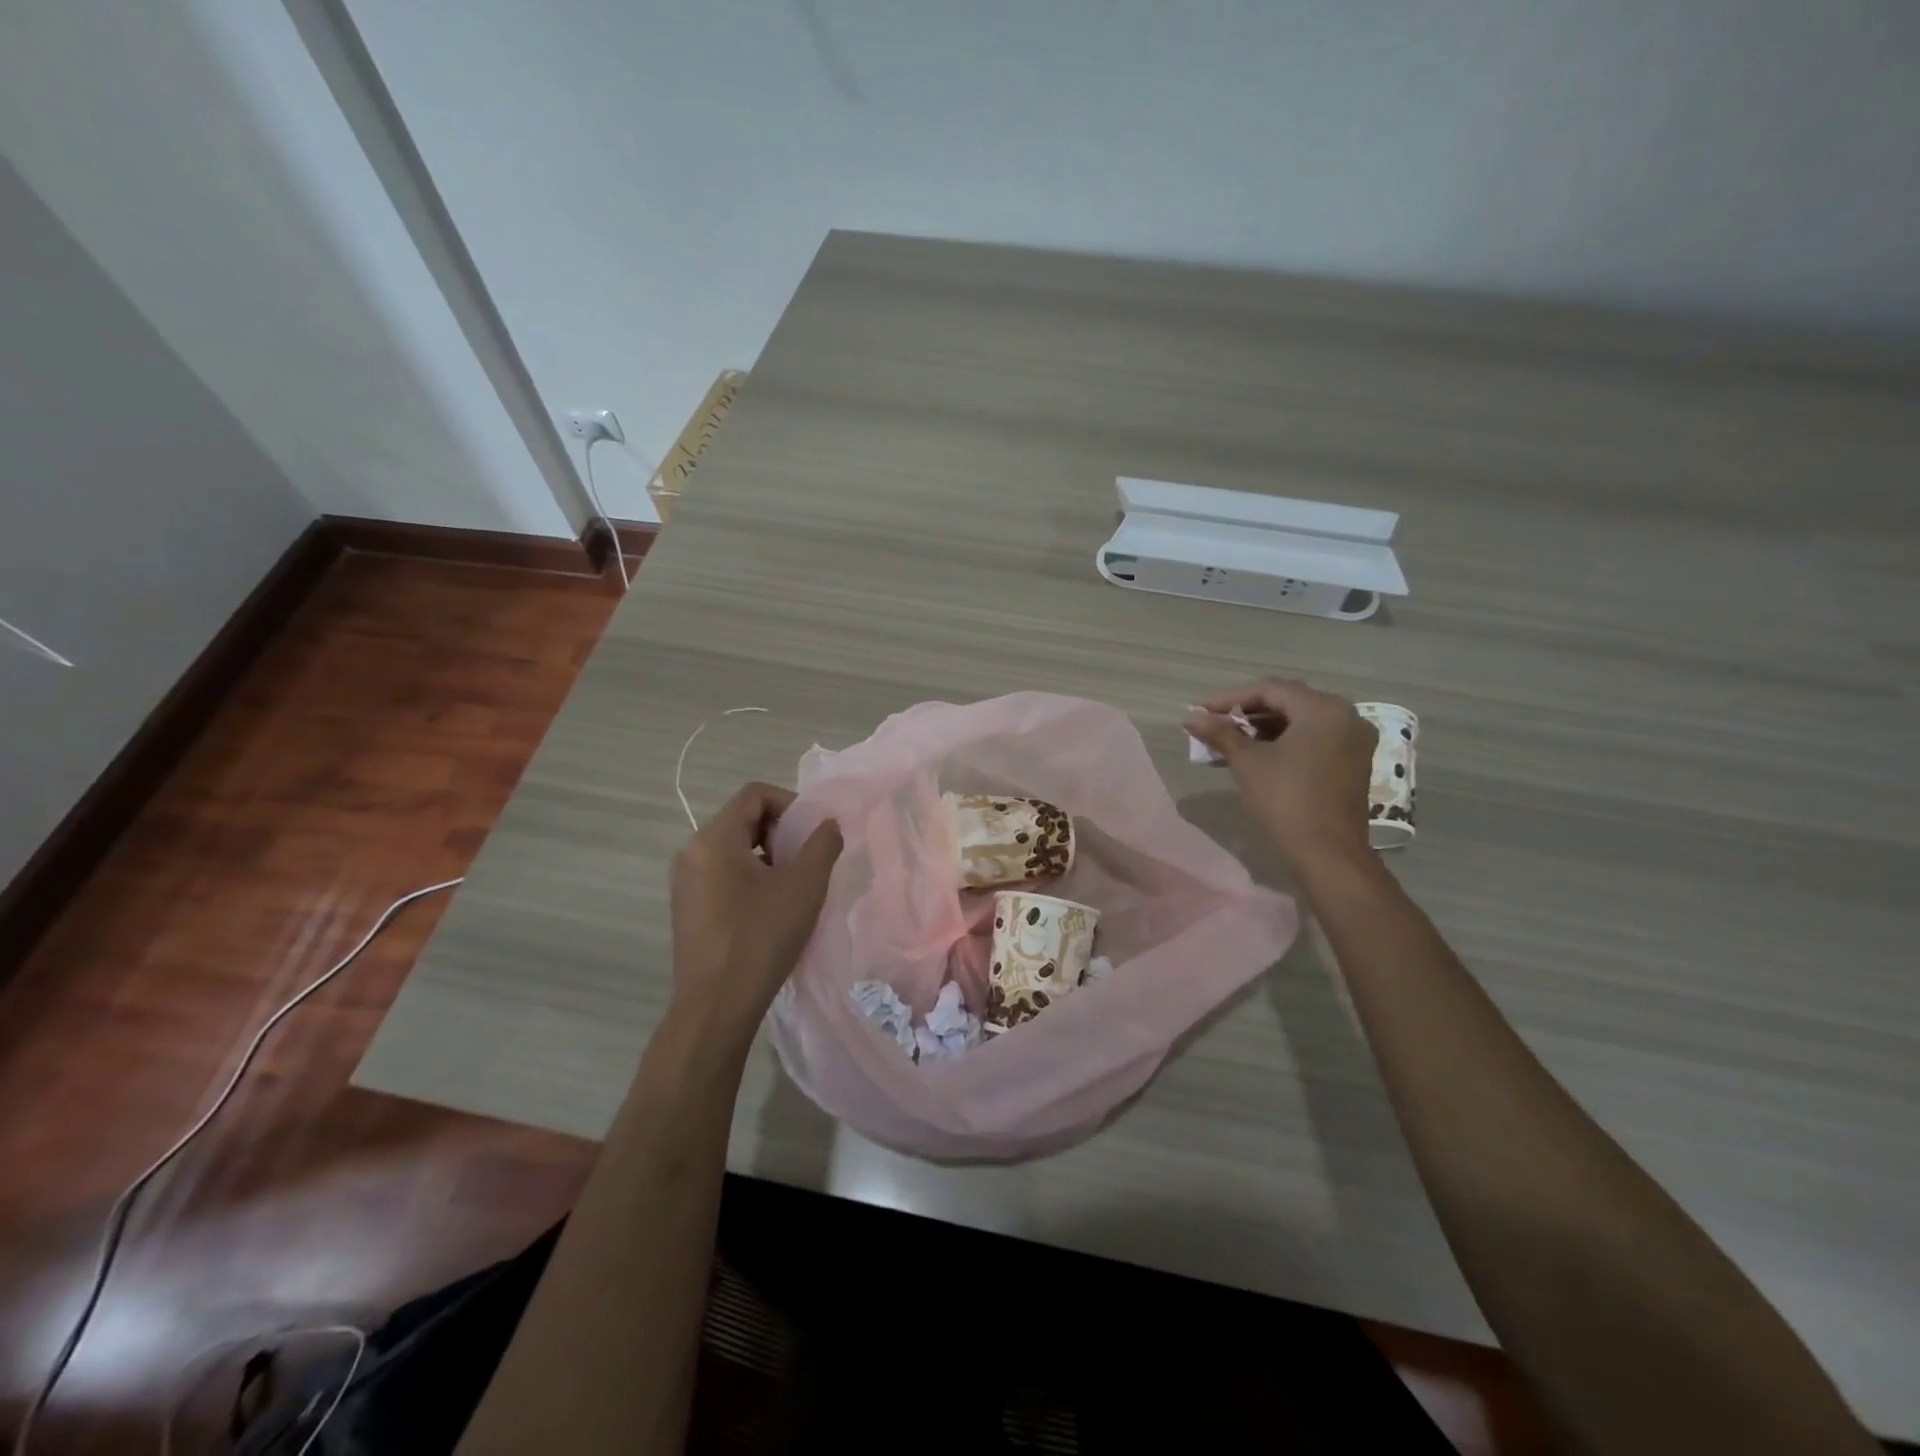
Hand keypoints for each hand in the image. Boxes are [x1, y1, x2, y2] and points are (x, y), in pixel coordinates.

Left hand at [669, 782, 842, 1031]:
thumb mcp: (805, 886)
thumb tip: (827, 825)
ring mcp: (684, 882)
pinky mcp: (686, 908)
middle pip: (741, 819)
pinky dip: (748, 878)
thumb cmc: (761, 937)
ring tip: (790, 889)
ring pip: (732, 849)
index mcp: (714, 839)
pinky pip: (721, 874)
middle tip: (805, 863)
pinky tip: (768, 910)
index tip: (811, 835)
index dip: (790, 804)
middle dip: (779, 833)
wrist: (716, 1006)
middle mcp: (691, 852)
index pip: (754, 795)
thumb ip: (823, 844)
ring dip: (766, 857)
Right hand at [1185, 678, 1376, 872]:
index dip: (1230, 698)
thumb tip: (1190, 716)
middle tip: (1212, 723)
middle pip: (1286, 702)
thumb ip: (1220, 733)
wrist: (1328, 853)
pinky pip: (1312, 738)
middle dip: (1245, 712)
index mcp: (1323, 709)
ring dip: (1261, 728)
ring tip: (1226, 741)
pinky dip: (1282, 741)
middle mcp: (1345, 716)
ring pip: (1299, 721)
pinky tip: (1254, 754)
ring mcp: (1352, 740)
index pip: (1269, 690)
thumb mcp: (1248, 763)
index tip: (1200, 710)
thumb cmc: (1286, 801)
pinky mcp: (1351, 761)